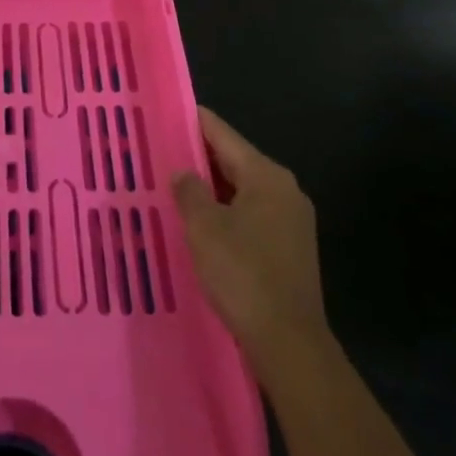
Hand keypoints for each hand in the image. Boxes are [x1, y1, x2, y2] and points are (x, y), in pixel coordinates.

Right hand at [172, 107, 328, 381]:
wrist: (289, 344)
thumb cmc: (243, 274)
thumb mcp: (204, 227)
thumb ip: (190, 191)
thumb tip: (183, 173)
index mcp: (266, 176)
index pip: (223, 134)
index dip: (194, 121)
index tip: (168, 111)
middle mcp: (284, 190)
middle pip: (235, 161)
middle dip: (200, 157)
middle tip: (163, 151)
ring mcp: (292, 221)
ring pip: (242, 190)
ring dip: (212, 189)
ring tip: (176, 187)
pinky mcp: (291, 249)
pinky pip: (251, 215)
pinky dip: (227, 212)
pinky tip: (203, 224)